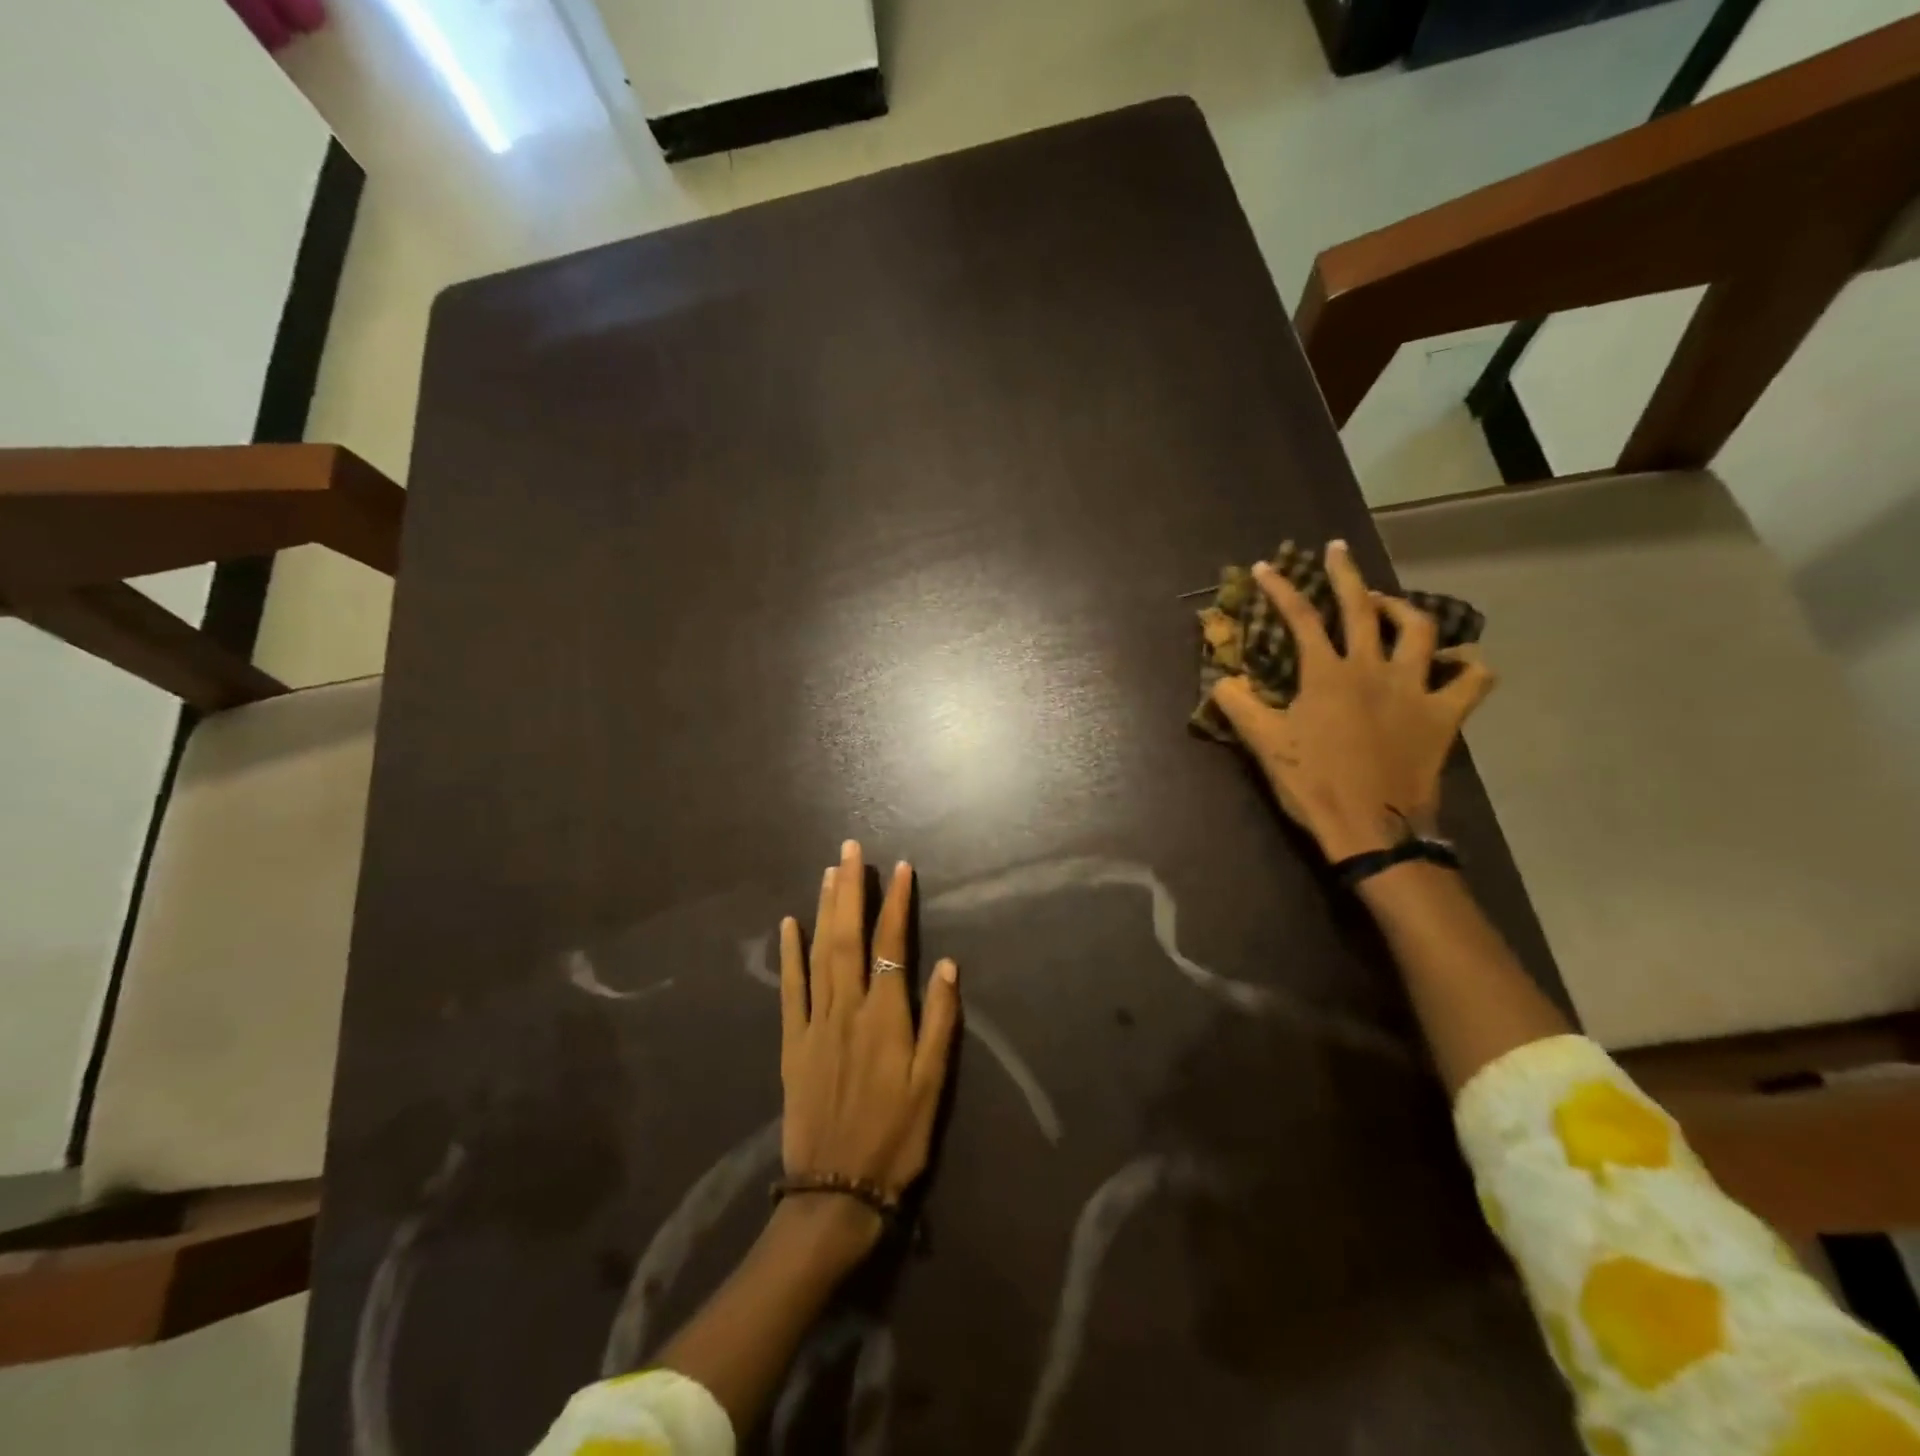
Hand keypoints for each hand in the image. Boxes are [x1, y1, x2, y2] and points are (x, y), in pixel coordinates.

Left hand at [777, 840, 960, 1250]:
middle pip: (848, 936)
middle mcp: (847, 1008)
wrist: (836, 1190)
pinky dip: (789, 954)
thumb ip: (941, 1021)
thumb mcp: (932, 1085)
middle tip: (850, 849)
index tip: (900, 867)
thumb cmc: (896, 1137)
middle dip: (850, 889)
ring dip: (824, 909)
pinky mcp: (793, 1042)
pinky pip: (790, 989)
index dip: (896, 903)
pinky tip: (789, 924)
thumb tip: (947, 963)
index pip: (891, 944)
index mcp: (885, 1016)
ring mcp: (815, 1023)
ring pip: (819, 953)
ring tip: (827, 871)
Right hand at [1209, 539, 1494, 861]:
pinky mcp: (1444, 715)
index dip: (1281, 588)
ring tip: (1387, 604)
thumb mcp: (1265, 745)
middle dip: (1345, 573)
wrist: (1371, 827)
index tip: (1267, 566)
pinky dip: (1468, 665)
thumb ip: (1239, 707)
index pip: (1299, 618)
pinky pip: (1471, 681)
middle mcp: (1373, 669)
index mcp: (1327, 675)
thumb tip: (1221, 681)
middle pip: (1361, 608)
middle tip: (1337, 550)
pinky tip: (1460, 661)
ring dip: (1402, 609)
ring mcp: (1414, 689)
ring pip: (1419, 630)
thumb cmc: (1313, 783)